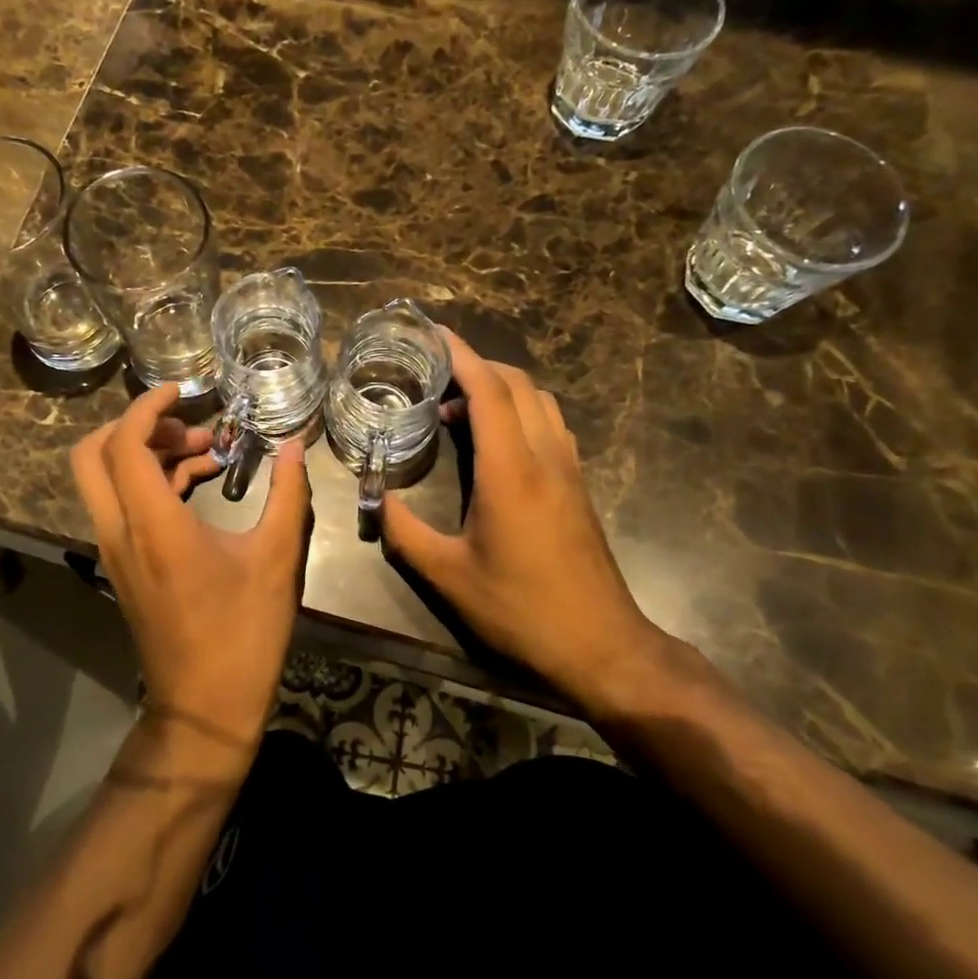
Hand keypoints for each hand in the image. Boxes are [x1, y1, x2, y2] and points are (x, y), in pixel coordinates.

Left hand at [71, 382, 312, 751]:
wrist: (205, 708)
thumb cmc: (244, 632)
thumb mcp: (277, 558)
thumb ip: (287, 494)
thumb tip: (295, 445)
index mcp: (153, 524)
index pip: (124, 443)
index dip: (148, 406)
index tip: (184, 391)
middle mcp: (120, 532)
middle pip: (93, 456)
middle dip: (137, 426)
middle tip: (189, 426)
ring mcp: (116, 552)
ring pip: (106, 480)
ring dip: (148, 454)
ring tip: (208, 452)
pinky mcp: (124, 567)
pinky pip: (122, 506)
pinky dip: (151, 483)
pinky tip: (200, 484)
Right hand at [380, 332, 665, 704]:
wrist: (602, 645)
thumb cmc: (521, 609)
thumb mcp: (449, 576)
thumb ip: (404, 532)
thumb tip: (375, 498)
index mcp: (511, 470)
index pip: (488, 389)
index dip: (460, 353)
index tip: (431, 333)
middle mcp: (545, 455)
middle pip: (516, 383)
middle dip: (475, 364)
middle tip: (433, 371)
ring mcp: (568, 468)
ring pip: (539, 399)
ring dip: (500, 386)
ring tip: (458, 403)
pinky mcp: (578, 484)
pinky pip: (550, 423)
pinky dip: (520, 409)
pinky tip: (495, 440)